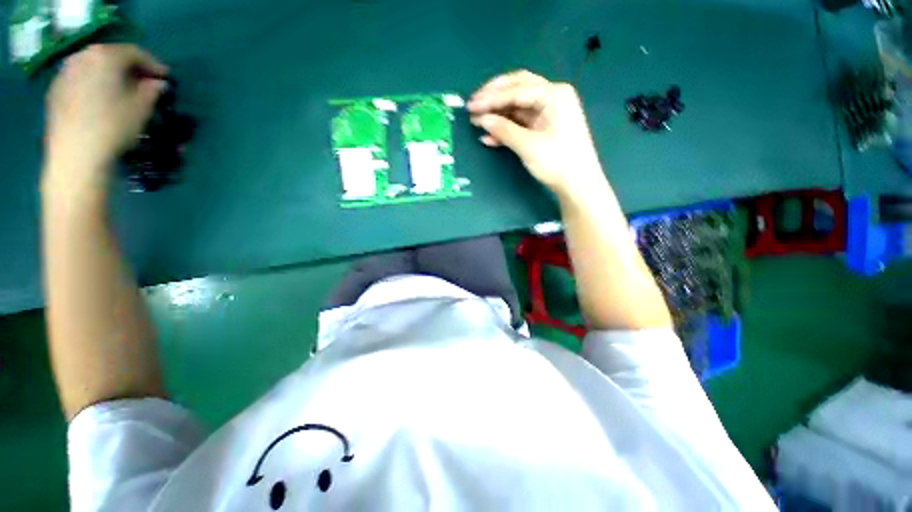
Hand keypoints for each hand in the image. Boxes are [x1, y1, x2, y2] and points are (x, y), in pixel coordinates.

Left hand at [43, 44, 167, 192]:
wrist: (75, 154)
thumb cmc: (113, 127)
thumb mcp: (142, 109)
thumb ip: (152, 91)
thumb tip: (157, 83)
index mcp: (105, 57)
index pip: (134, 52)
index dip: (153, 64)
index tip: (166, 77)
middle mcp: (82, 57)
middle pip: (110, 55)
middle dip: (129, 67)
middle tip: (144, 82)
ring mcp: (65, 73)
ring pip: (93, 66)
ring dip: (109, 74)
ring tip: (122, 90)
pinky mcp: (56, 91)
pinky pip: (80, 79)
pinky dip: (94, 84)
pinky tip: (101, 99)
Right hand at [468, 70, 606, 199]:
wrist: (577, 184)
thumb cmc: (557, 162)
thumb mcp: (528, 146)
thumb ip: (504, 130)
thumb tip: (482, 120)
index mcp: (553, 94)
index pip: (516, 90)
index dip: (491, 98)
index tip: (471, 106)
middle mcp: (552, 97)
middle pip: (518, 89)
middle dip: (494, 96)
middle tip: (474, 104)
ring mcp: (548, 113)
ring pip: (518, 106)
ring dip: (498, 113)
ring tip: (477, 121)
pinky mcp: (543, 128)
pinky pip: (521, 122)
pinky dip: (506, 128)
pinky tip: (490, 136)